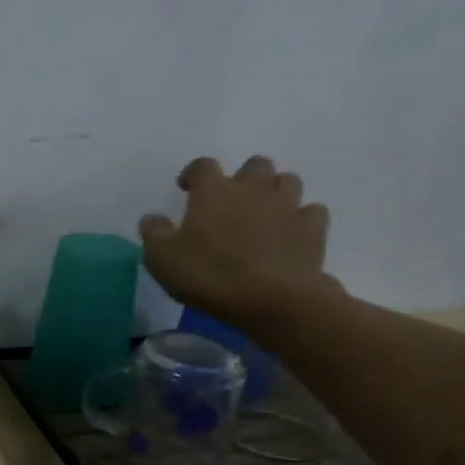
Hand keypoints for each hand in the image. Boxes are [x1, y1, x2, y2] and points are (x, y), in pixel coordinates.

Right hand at [139, 155, 336, 325]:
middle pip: (255, 165)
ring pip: (288, 181)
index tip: (187, 187)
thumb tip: (152, 217)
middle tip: (233, 201)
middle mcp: (253, 189)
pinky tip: (291, 234)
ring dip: (275, 192)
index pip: (203, 166)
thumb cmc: (209, 275)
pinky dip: (301, 218)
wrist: (272, 299)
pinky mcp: (312, 229)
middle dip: (244, 178)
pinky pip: (311, 212)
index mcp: (214, 192)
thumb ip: (154, 233)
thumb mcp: (162, 259)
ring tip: (264, 214)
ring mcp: (287, 206)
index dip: (194, 173)